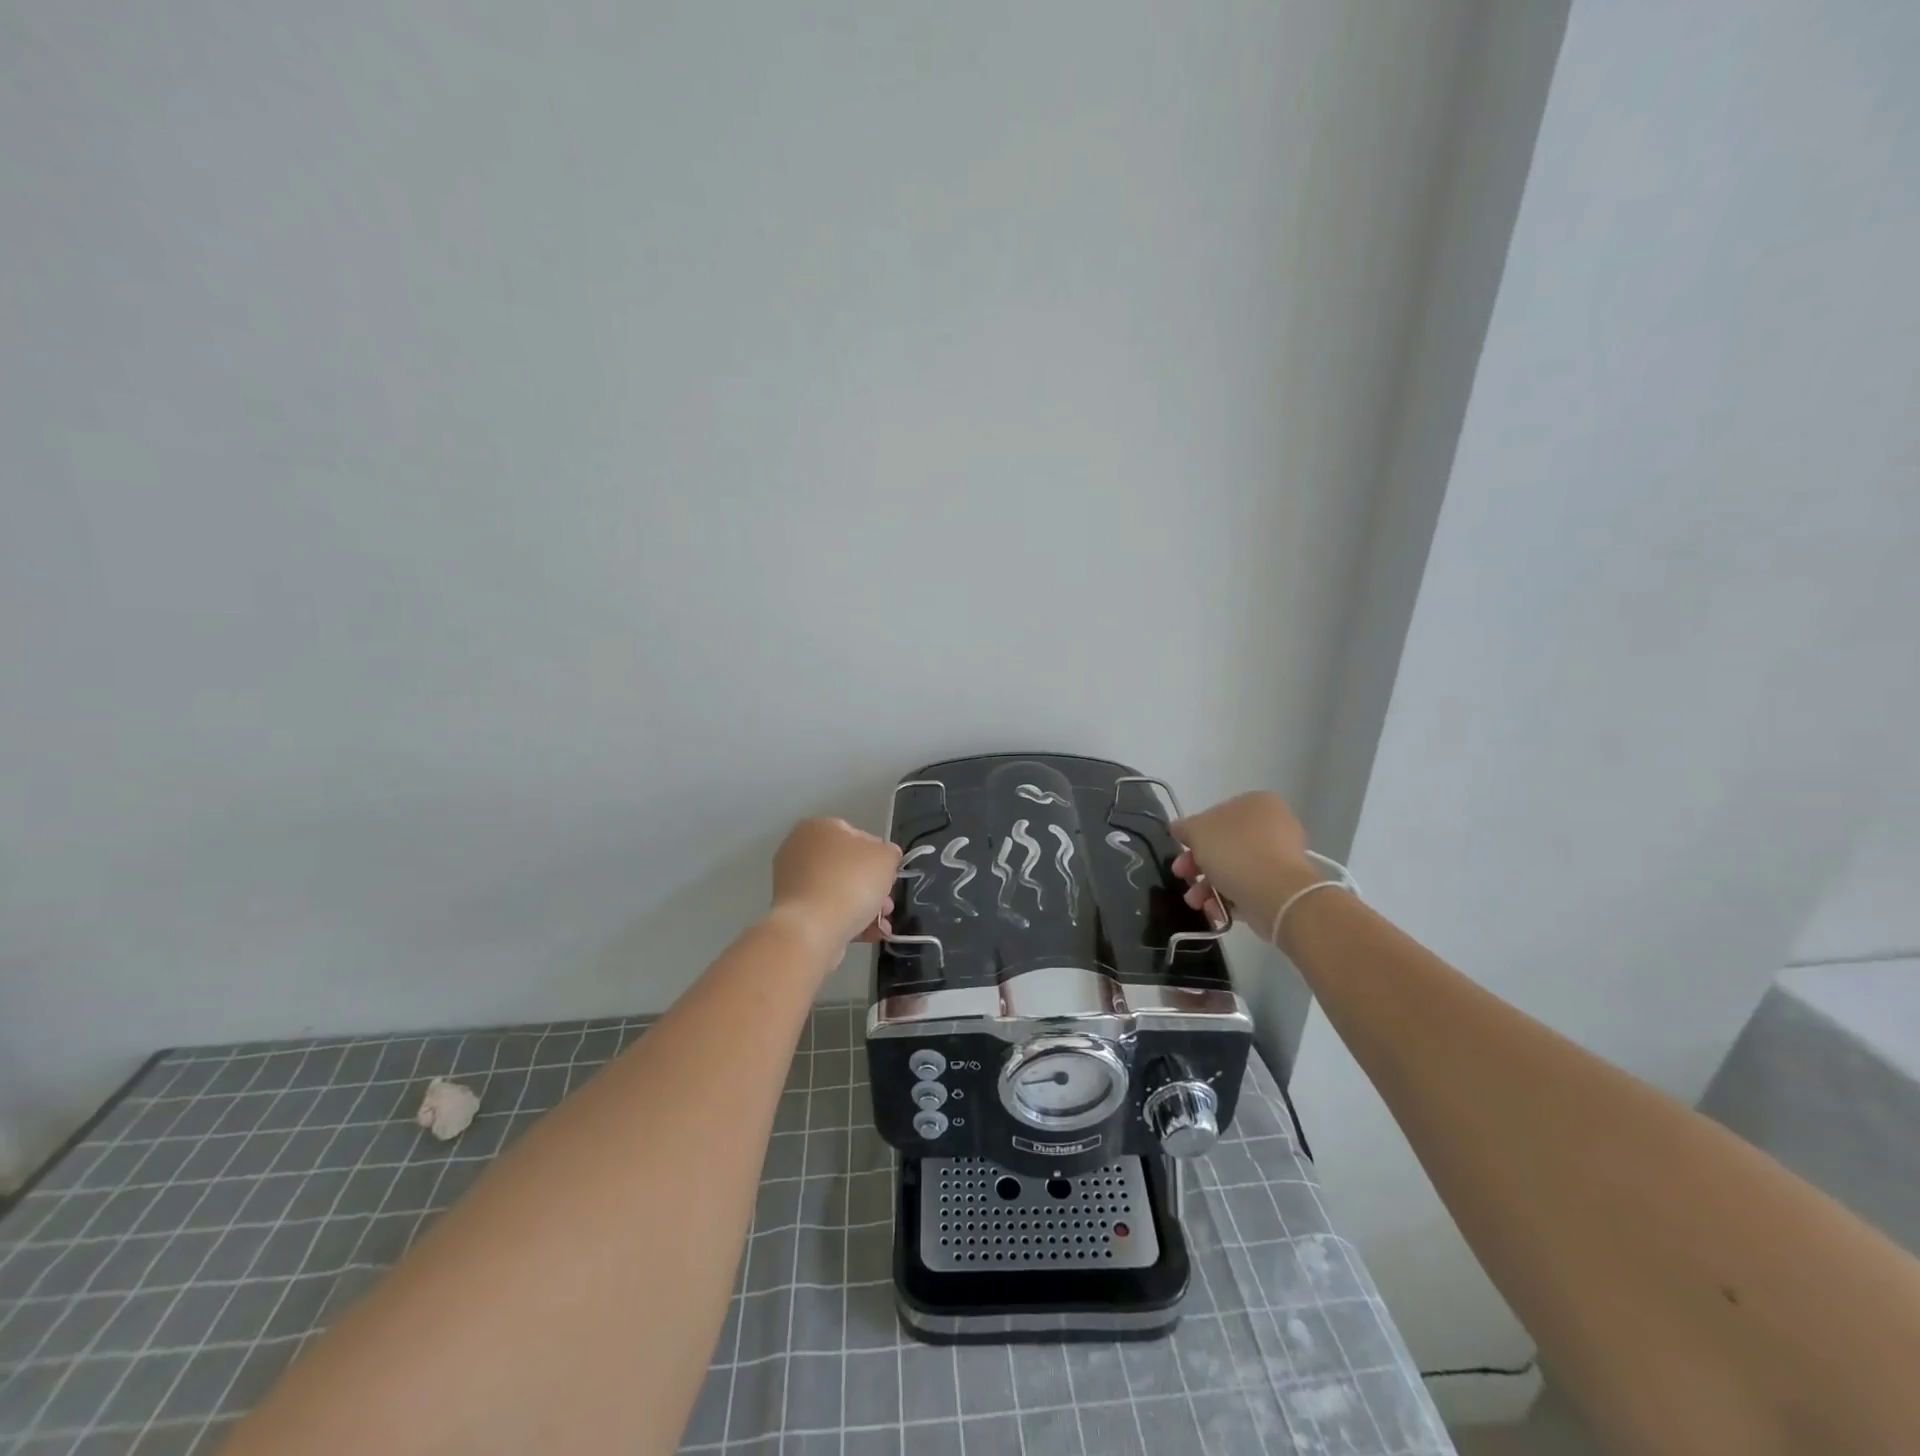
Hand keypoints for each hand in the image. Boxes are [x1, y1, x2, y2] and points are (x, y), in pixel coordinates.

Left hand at [770, 817, 902, 949]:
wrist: (811, 930)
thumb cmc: (850, 882)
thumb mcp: (885, 858)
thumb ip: (889, 853)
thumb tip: (883, 858)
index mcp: (818, 827)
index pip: (858, 836)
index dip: (879, 857)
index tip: (889, 877)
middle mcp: (799, 849)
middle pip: (847, 866)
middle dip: (872, 887)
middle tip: (887, 906)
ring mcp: (791, 882)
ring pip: (838, 891)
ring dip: (864, 907)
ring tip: (880, 927)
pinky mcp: (792, 911)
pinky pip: (826, 911)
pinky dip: (847, 921)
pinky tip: (867, 935)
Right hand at [1171, 792, 1317, 943]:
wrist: (1277, 894)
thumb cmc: (1235, 852)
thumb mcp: (1197, 831)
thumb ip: (1184, 827)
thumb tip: (1179, 828)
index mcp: (1257, 803)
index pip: (1217, 814)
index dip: (1194, 833)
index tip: (1181, 850)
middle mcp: (1274, 825)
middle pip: (1224, 844)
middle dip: (1197, 864)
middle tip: (1182, 876)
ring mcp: (1281, 857)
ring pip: (1234, 869)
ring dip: (1208, 886)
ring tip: (1195, 901)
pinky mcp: (1283, 886)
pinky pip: (1249, 888)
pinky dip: (1229, 899)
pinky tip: (1215, 910)